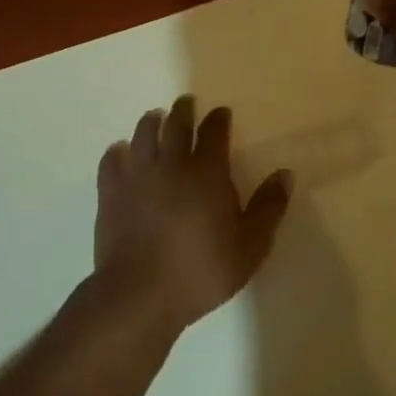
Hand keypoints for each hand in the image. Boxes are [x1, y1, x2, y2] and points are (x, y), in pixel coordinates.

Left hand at [94, 97, 292, 333]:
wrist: (140, 293)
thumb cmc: (202, 271)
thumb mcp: (250, 245)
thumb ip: (268, 207)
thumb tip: (285, 174)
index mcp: (206, 173)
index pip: (213, 133)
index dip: (218, 120)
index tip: (221, 113)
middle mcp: (169, 165)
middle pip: (175, 125)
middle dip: (183, 111)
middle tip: (186, 103)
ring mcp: (136, 177)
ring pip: (141, 136)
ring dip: (150, 123)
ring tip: (154, 117)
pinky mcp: (110, 194)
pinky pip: (111, 162)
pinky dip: (116, 152)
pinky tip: (118, 151)